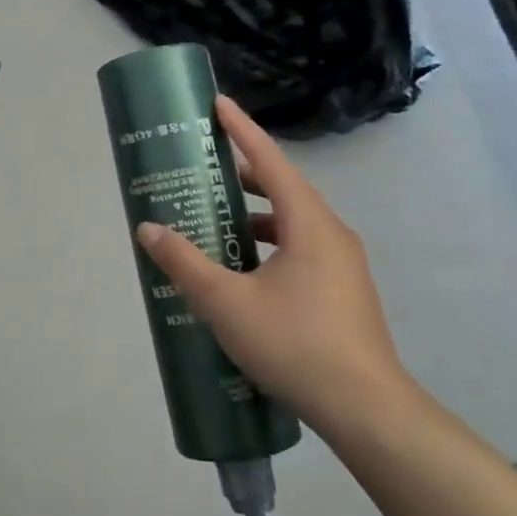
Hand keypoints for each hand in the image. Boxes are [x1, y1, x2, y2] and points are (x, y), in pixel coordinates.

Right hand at [134, 96, 415, 437]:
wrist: (367, 410)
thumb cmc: (296, 344)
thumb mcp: (226, 303)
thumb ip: (185, 262)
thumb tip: (149, 228)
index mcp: (309, 224)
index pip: (271, 161)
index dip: (242, 130)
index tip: (218, 104)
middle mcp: (332, 234)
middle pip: (283, 189)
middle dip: (242, 176)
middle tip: (203, 170)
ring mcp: (342, 265)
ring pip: (292, 223)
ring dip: (254, 216)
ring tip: (215, 221)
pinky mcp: (343, 291)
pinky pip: (300, 249)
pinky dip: (268, 244)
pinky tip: (242, 272)